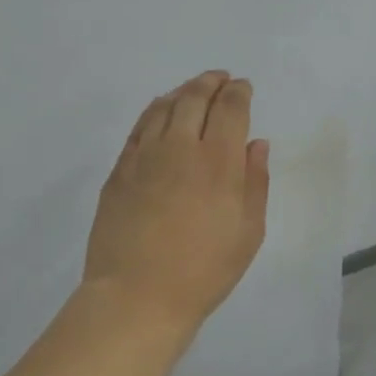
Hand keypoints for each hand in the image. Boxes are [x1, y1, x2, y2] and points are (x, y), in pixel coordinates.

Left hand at [82, 71, 270, 336]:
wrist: (137, 295)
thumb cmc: (203, 271)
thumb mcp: (247, 233)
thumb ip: (255, 183)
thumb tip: (256, 145)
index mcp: (218, 161)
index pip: (230, 108)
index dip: (238, 92)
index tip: (243, 88)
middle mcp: (180, 147)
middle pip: (195, 98)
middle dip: (211, 82)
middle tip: (220, 79)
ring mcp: (144, 156)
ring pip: (164, 106)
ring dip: (182, 92)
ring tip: (192, 91)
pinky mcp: (119, 170)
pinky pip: (139, 127)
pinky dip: (154, 111)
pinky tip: (160, 114)